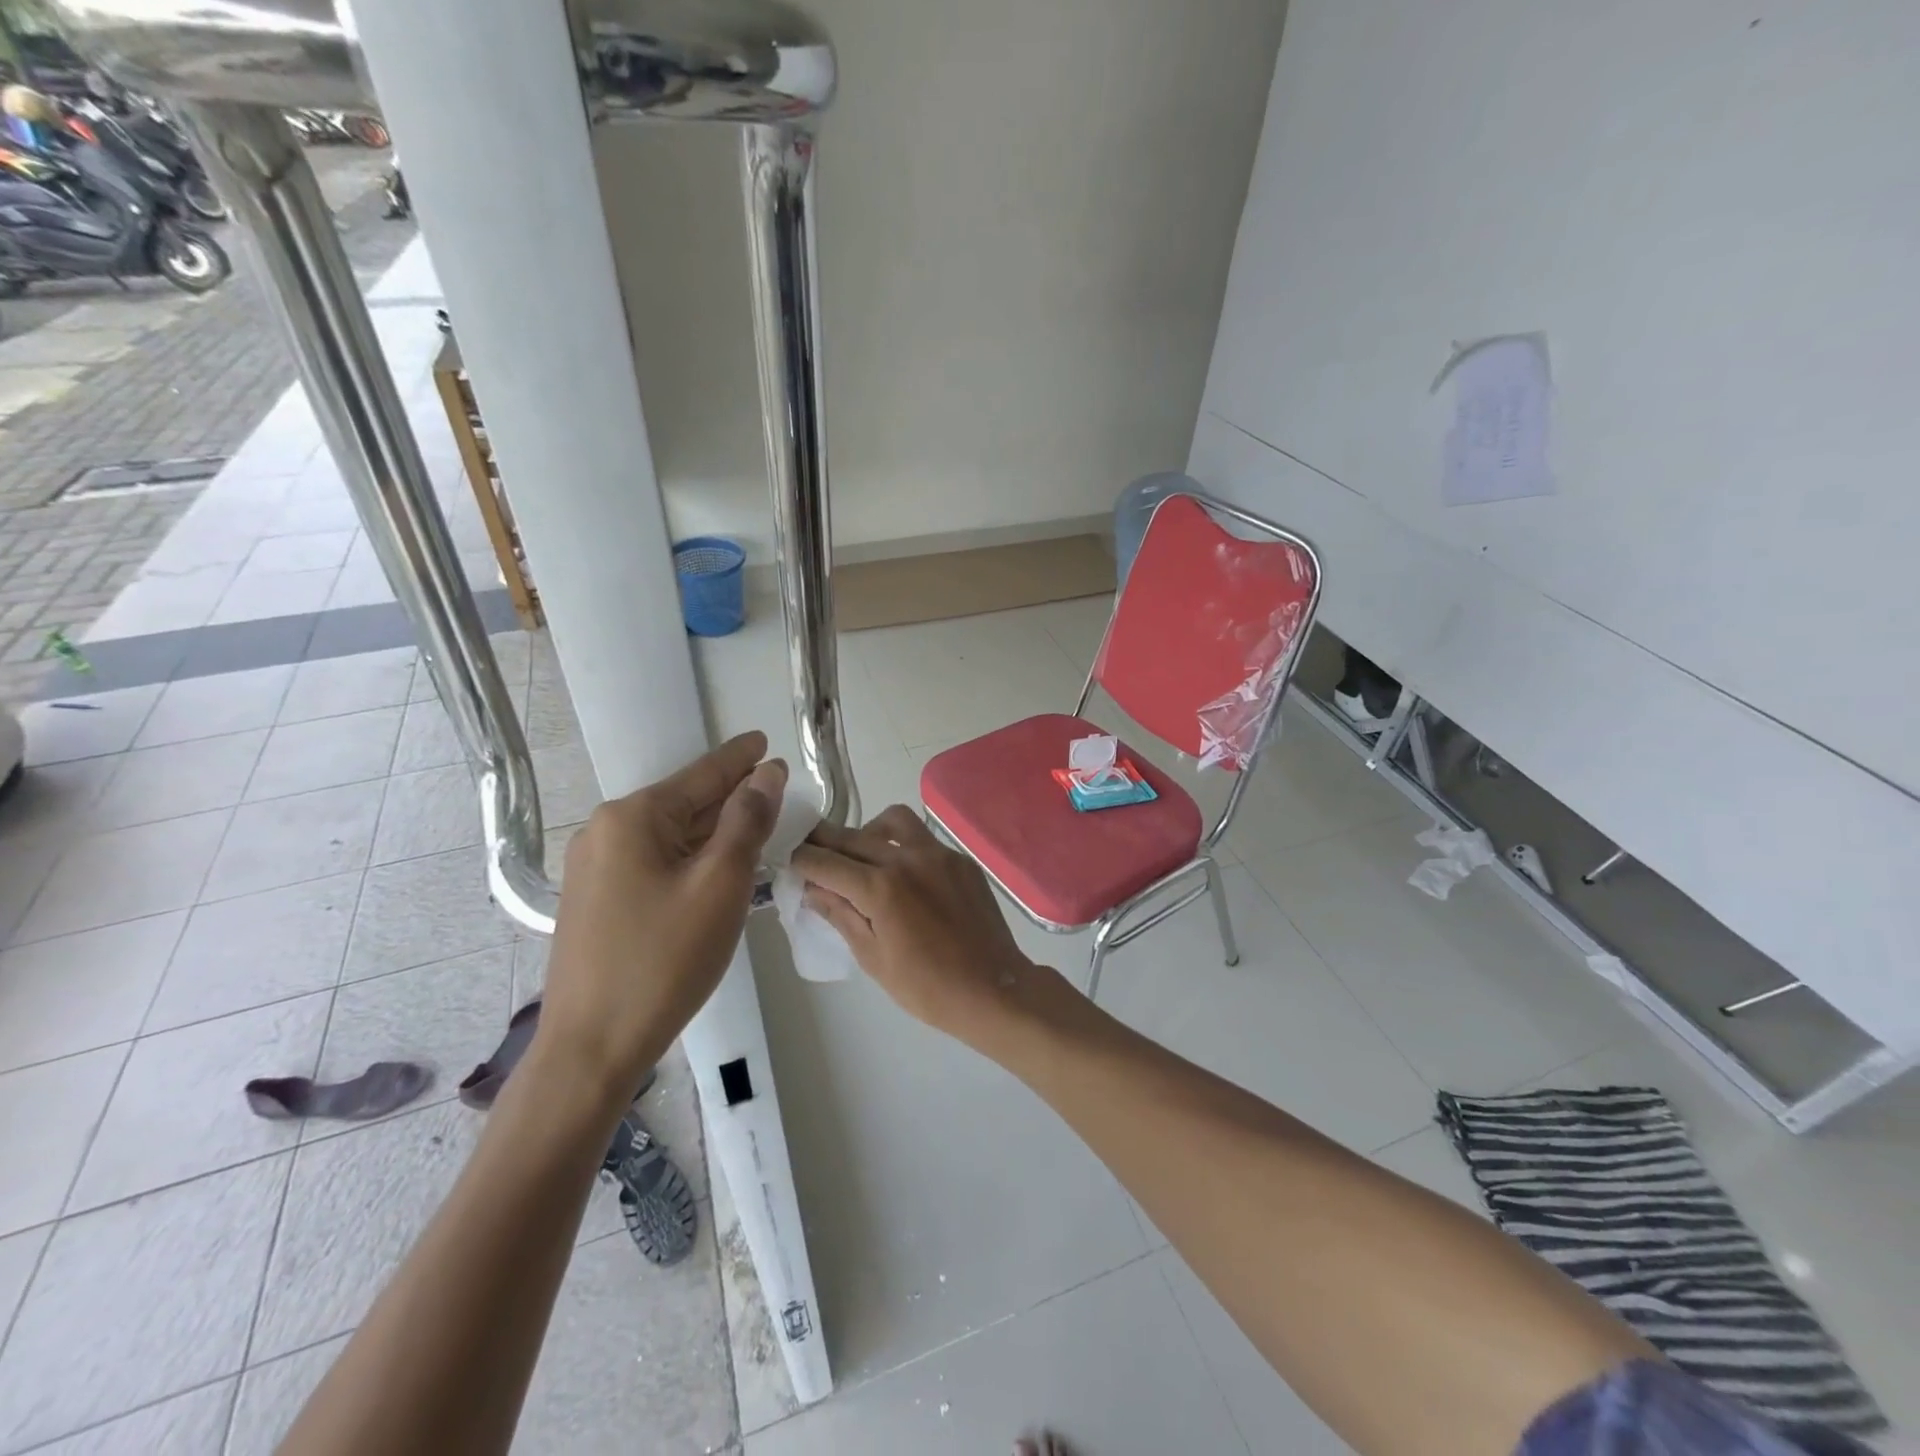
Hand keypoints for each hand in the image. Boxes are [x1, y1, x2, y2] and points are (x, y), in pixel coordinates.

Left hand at [537, 732, 785, 1102]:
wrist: (593, 1047)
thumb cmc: (665, 960)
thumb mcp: (720, 884)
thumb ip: (746, 822)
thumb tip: (766, 775)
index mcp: (633, 818)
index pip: (701, 776)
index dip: (739, 759)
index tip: (764, 741)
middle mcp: (606, 831)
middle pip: (684, 803)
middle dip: (731, 796)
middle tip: (773, 787)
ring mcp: (595, 867)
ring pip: (670, 835)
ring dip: (713, 830)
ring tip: (755, 821)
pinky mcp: (597, 899)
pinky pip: (654, 861)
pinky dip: (691, 857)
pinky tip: (716, 864)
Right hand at [791, 805, 1047, 1046]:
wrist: (994, 989)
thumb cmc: (928, 988)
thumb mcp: (873, 958)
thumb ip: (841, 915)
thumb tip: (813, 890)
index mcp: (881, 887)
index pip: (826, 861)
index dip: (801, 859)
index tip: (789, 858)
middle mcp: (908, 858)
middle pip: (853, 836)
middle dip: (825, 841)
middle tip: (811, 850)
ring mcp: (939, 854)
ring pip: (893, 820)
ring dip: (868, 831)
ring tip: (863, 856)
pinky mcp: (960, 859)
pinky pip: (923, 838)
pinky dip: (903, 845)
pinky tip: (903, 874)